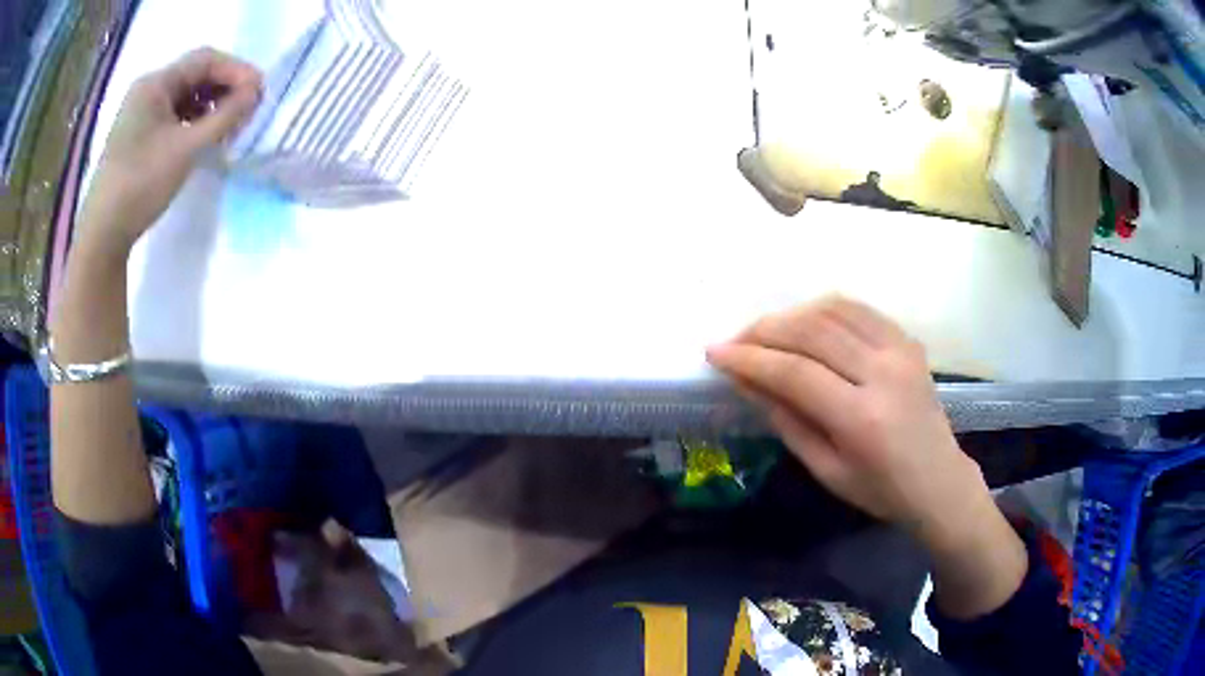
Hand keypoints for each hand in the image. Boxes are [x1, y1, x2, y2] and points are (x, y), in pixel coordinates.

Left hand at [79, 48, 261, 256]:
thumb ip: (225, 116)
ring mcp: (141, 113)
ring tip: (230, 125)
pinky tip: (205, 137)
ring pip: (186, 96)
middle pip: (195, 76)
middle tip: (248, 109)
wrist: (102, 236)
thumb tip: (256, 92)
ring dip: (211, 105)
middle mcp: (148, 90)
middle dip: (225, 88)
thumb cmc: (140, 185)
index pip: (205, 60)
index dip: (236, 70)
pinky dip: (194, 121)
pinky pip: (174, 115)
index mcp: (155, 83)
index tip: (259, 91)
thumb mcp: (186, 149)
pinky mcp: (139, 135)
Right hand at [706, 296, 990, 543]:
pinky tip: (804, 321)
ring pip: (833, 311)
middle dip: (764, 331)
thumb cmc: (880, 489)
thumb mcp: (826, 469)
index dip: (750, 359)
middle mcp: (883, 373)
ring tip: (765, 332)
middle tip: (734, 340)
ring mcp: (900, 350)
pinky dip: (823, 309)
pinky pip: (858, 309)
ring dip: (791, 315)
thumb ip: (787, 420)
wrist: (938, 479)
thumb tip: (747, 381)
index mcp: (861, 418)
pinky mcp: (907, 340)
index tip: (715, 353)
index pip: (795, 373)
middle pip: (812, 332)